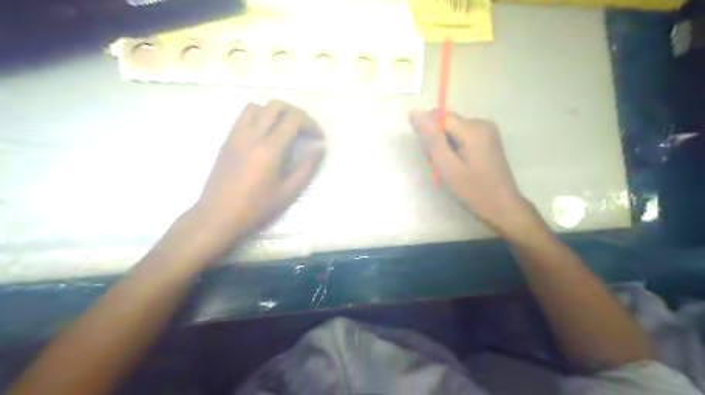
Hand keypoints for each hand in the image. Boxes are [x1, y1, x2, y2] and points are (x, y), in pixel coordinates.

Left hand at [168, 101, 325, 261]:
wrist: (218, 215)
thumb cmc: (257, 207)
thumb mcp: (289, 192)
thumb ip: (307, 167)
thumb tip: (320, 148)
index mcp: (270, 148)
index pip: (293, 119)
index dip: (311, 123)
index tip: (318, 138)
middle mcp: (252, 134)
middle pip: (276, 105)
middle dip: (296, 113)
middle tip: (304, 130)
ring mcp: (236, 134)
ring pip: (257, 106)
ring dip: (275, 112)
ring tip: (284, 129)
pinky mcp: (227, 139)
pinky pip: (244, 116)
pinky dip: (259, 116)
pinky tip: (265, 135)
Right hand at [412, 109, 537, 235]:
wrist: (503, 208)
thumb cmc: (473, 190)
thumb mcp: (447, 166)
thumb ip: (431, 138)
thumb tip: (414, 112)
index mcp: (473, 128)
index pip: (439, 117)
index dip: (428, 134)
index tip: (430, 155)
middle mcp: (482, 123)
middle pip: (447, 123)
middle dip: (437, 141)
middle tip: (440, 165)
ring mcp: (488, 131)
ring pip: (453, 130)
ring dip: (445, 146)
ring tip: (449, 168)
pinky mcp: (488, 140)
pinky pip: (463, 136)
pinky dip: (455, 148)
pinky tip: (459, 165)